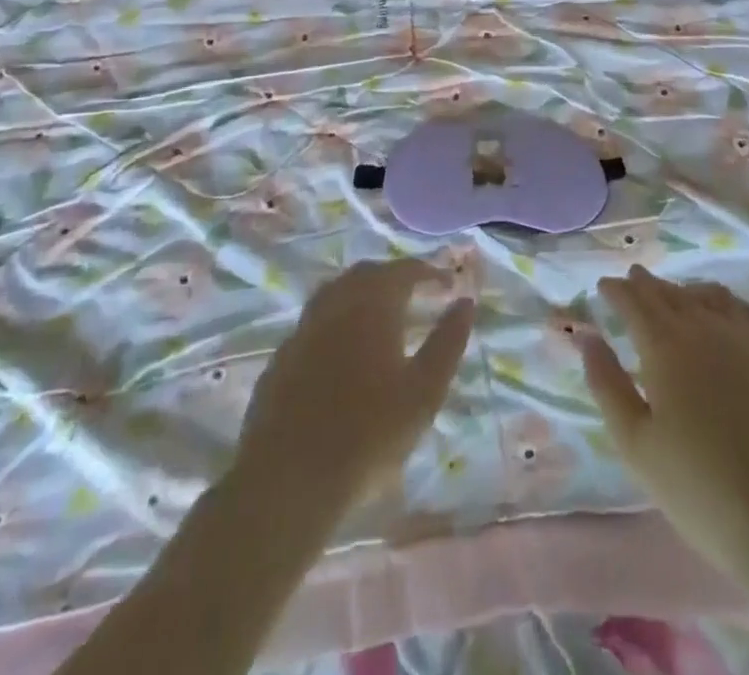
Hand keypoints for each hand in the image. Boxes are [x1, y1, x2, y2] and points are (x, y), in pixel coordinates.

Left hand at [233, 258, 474, 516]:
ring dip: (362, 293)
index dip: (428, 272)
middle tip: (416, 293)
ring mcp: (304, 327)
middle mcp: (336, 303)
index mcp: (373, 304)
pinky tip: (343, 347)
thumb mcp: (424, 391)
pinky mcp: (282, 355)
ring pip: (336, 292)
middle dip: (394, 276)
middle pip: (368, 274)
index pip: (405, 270)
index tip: (447, 283)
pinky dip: (337, 320)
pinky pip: (315, 321)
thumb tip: (466, 302)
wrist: (289, 478)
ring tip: (381, 315)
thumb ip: (448, 342)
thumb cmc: (369, 433)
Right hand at [580, 266, 748, 588]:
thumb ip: (607, 384)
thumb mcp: (636, 445)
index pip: (634, 302)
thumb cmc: (702, 490)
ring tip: (672, 295)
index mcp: (665, 345)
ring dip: (682, 290)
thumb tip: (587, 336)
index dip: (616, 291)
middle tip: (631, 281)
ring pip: (707, 295)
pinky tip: (722, 309)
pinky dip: (723, 300)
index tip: (604, 286)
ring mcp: (748, 337)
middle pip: (669, 293)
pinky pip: (745, 310)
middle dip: (646, 285)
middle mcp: (705, 326)